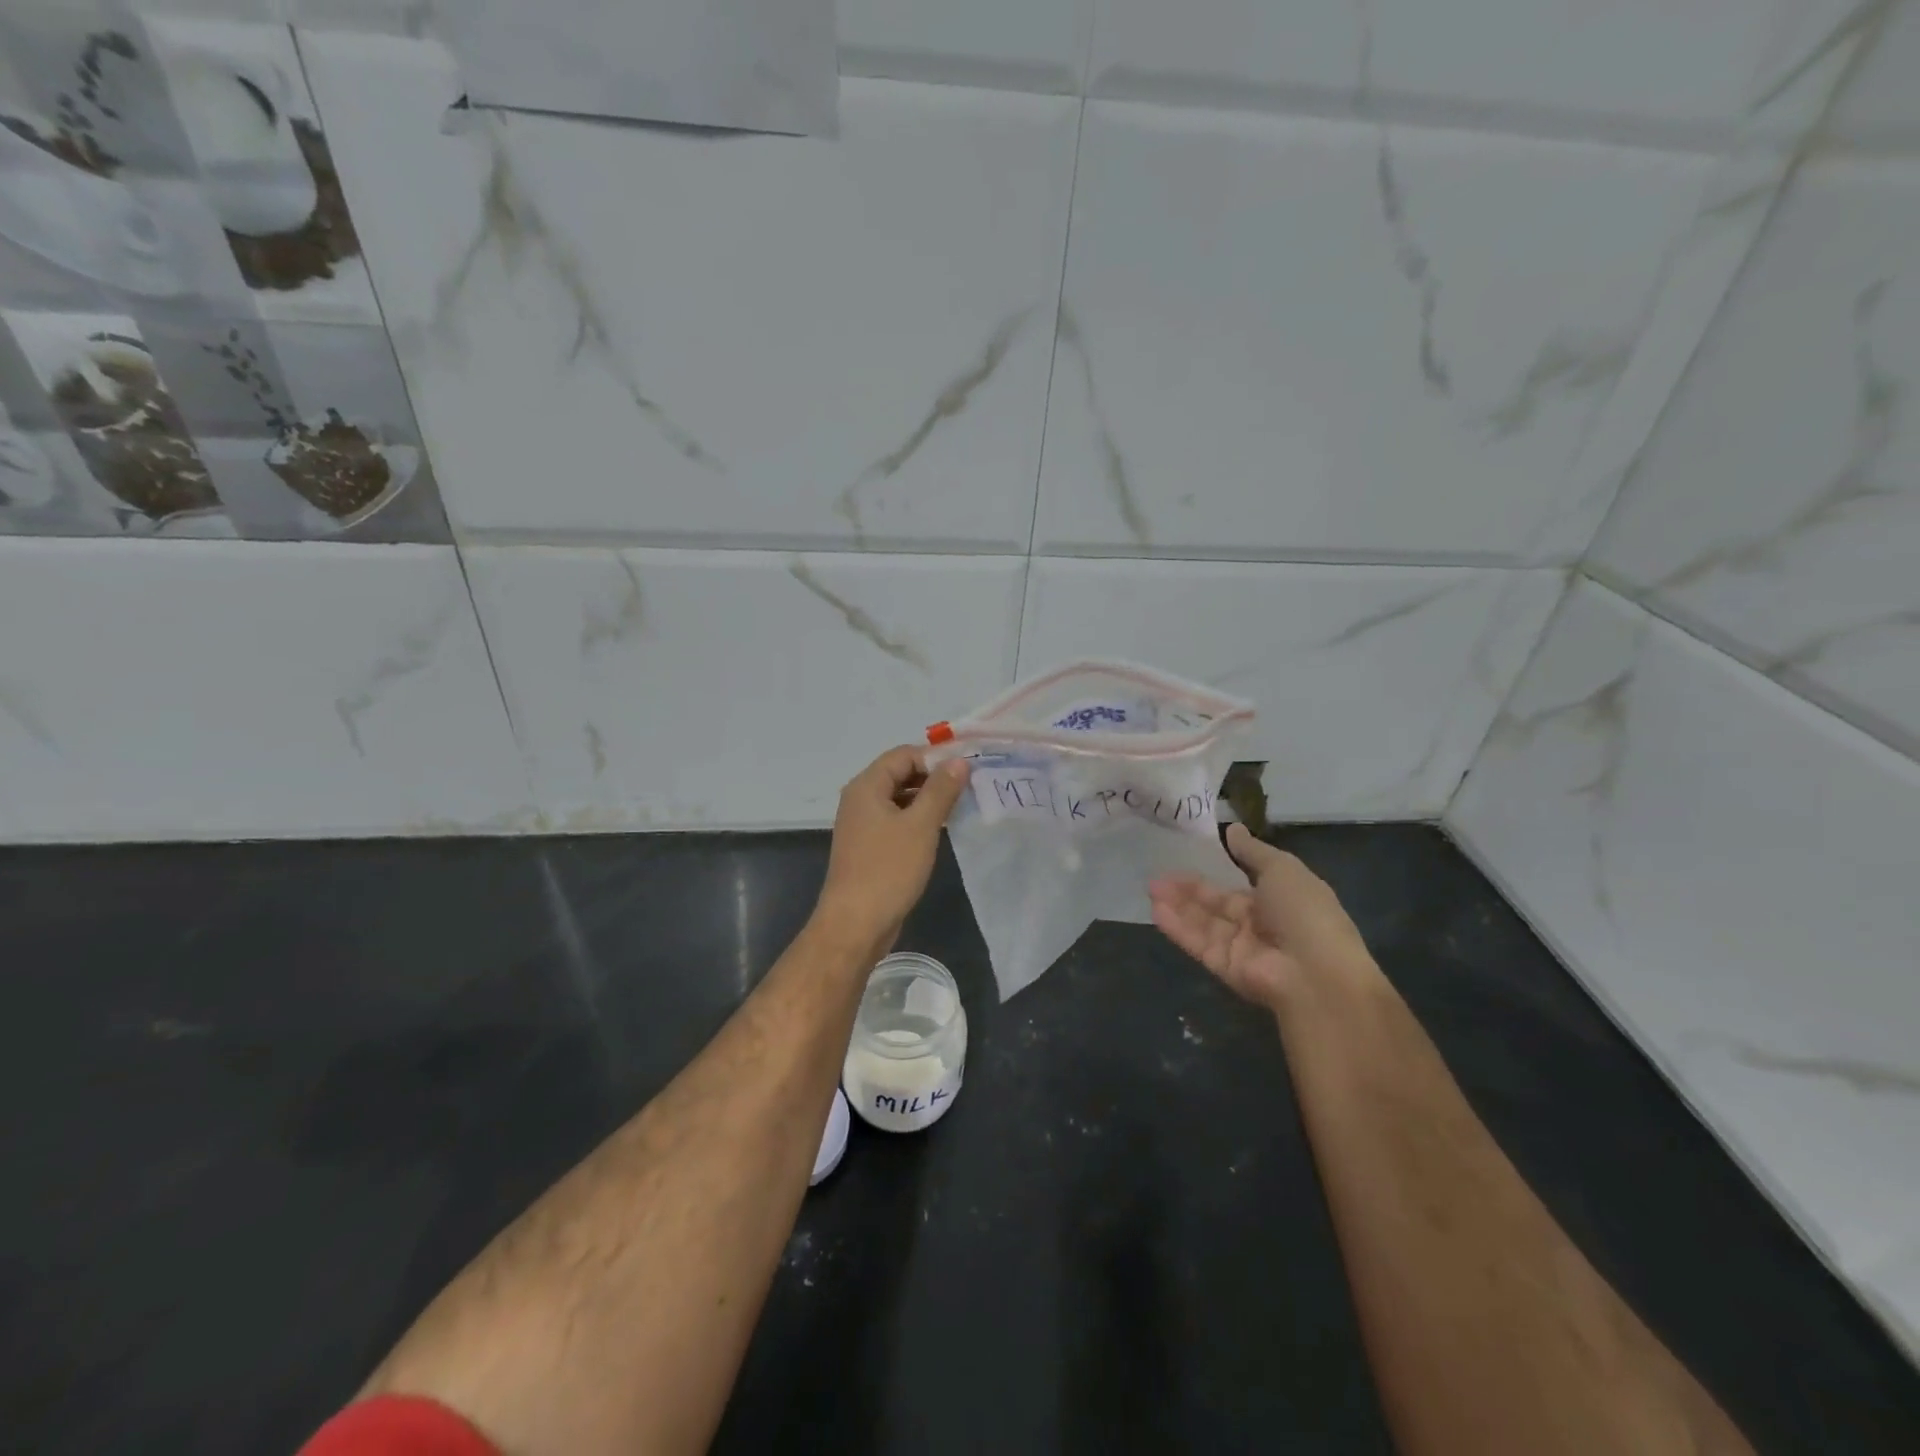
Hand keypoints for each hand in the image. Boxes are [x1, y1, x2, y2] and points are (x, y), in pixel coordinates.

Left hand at [813, 746, 969, 955]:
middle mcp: (860, 799)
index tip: (967, 768)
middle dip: (934, 777)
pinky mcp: (869, 847)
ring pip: (900, 799)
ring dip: (928, 799)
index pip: (903, 754)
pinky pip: (896, 821)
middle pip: (900, 774)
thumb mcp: (921, 826)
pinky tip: (941, 829)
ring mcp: (863, 825)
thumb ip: (941, 789)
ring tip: (962, 805)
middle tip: (970, 786)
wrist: (855, 924)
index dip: (935, 757)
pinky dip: (918, 819)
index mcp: (866, 786)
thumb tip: (959, 761)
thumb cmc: (888, 870)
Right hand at [1150, 824, 1376, 1012]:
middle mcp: (1260, 924)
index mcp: (1280, 899)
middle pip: (1217, 903)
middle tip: (1158, 874)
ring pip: (1203, 922)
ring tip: (1150, 887)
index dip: (1215, 870)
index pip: (1241, 884)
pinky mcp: (1225, 967)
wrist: (1315, 974)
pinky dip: (1178, 927)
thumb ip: (1253, 851)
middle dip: (1189, 889)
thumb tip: (1232, 829)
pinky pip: (1198, 943)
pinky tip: (1156, 909)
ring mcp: (1241, 947)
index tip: (1188, 855)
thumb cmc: (1305, 912)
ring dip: (1178, 905)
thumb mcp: (1283, 869)